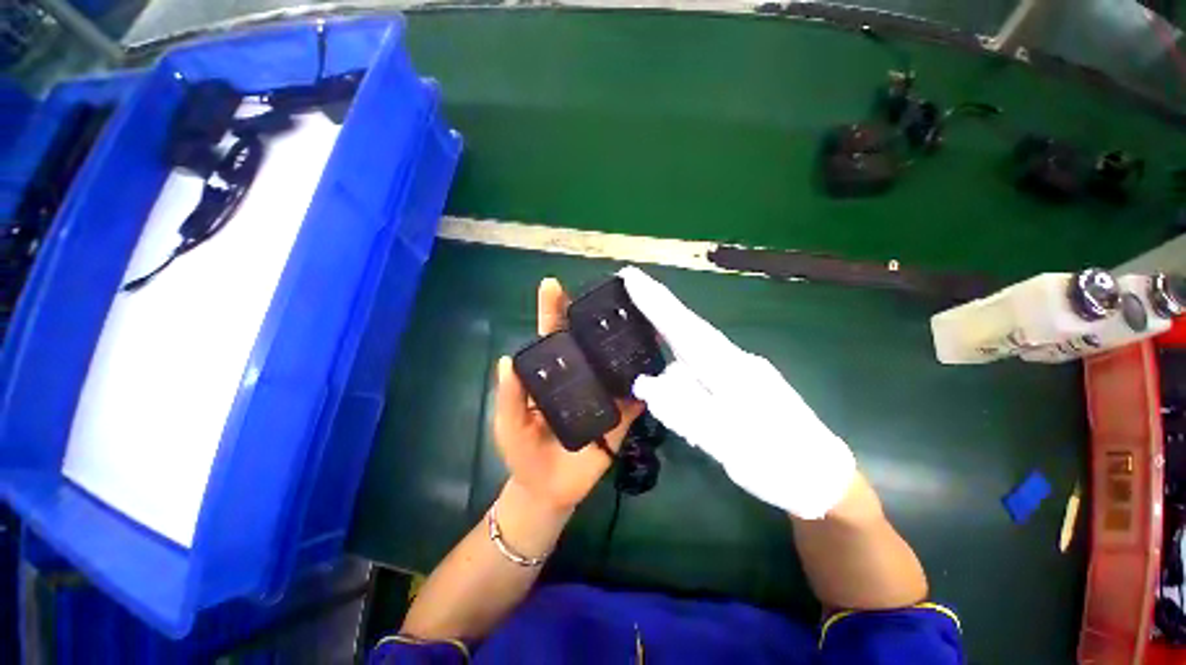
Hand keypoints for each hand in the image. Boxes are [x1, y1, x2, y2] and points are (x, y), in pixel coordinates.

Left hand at [493, 277, 643, 511]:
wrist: (550, 490)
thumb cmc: (524, 453)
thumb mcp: (509, 425)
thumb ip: (510, 397)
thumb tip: (507, 360)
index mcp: (551, 374)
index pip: (551, 336)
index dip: (551, 310)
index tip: (552, 284)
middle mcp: (579, 375)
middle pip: (587, 342)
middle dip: (597, 317)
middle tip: (611, 295)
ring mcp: (603, 393)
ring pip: (614, 362)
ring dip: (626, 342)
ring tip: (640, 319)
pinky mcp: (621, 414)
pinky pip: (635, 394)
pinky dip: (646, 378)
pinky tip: (656, 360)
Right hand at [619, 266, 855, 518]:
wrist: (824, 479)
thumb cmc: (781, 464)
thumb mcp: (731, 445)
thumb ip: (685, 410)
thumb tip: (644, 383)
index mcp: (732, 369)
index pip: (685, 328)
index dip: (656, 303)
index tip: (630, 276)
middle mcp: (735, 360)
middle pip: (687, 333)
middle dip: (658, 313)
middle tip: (630, 295)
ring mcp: (740, 371)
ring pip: (692, 360)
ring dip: (673, 371)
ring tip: (673, 405)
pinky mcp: (741, 384)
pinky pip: (702, 373)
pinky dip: (686, 384)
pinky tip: (689, 410)